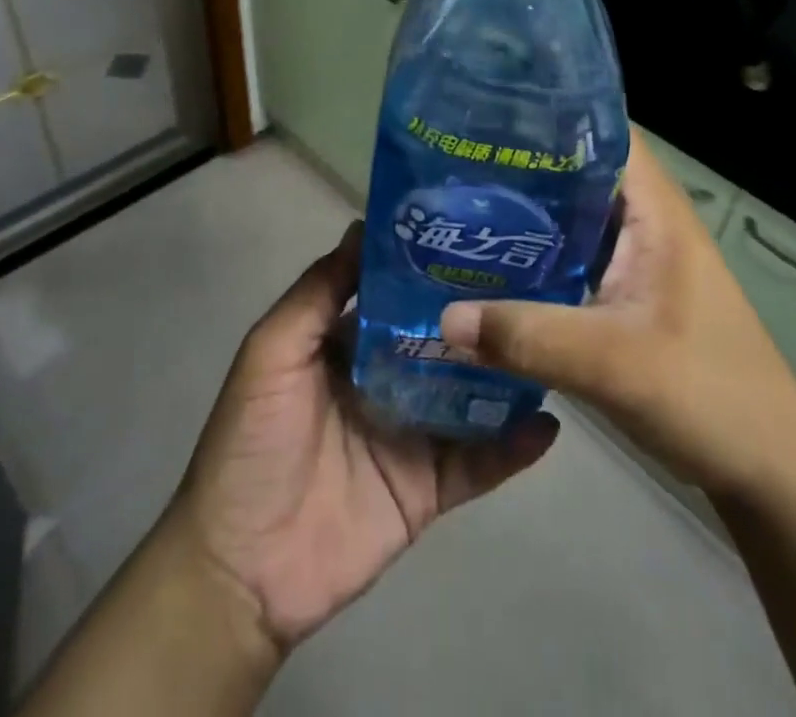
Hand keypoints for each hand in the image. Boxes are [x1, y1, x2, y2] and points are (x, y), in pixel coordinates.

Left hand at [165, 222, 559, 652]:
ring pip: (469, 392)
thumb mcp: (273, 351)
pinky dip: (514, 446)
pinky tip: (551, 424)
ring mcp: (412, 433)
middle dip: (480, 312)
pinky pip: (480, 461)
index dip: (432, 263)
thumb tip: (364, 227)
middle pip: (442, 338)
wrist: (242, 569)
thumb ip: (318, 292)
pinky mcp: (429, 487)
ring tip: (553, 337)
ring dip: (506, 371)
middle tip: (538, 277)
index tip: (476, 232)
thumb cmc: (253, 442)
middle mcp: (387, 378)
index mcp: (350, 342)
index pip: (399, 292)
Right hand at [439, 131, 795, 498]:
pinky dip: (532, 257)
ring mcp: (634, 259)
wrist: (768, 468)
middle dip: (517, 164)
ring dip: (521, 214)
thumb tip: (442, 319)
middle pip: (575, 170)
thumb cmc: (708, 393)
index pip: (601, 128)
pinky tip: (486, 268)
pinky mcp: (623, 294)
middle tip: (448, 163)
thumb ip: (528, 337)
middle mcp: (643, 220)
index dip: (548, 113)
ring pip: (569, 217)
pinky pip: (568, 258)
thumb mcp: (613, 362)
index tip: (483, 115)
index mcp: (654, 208)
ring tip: (454, 207)